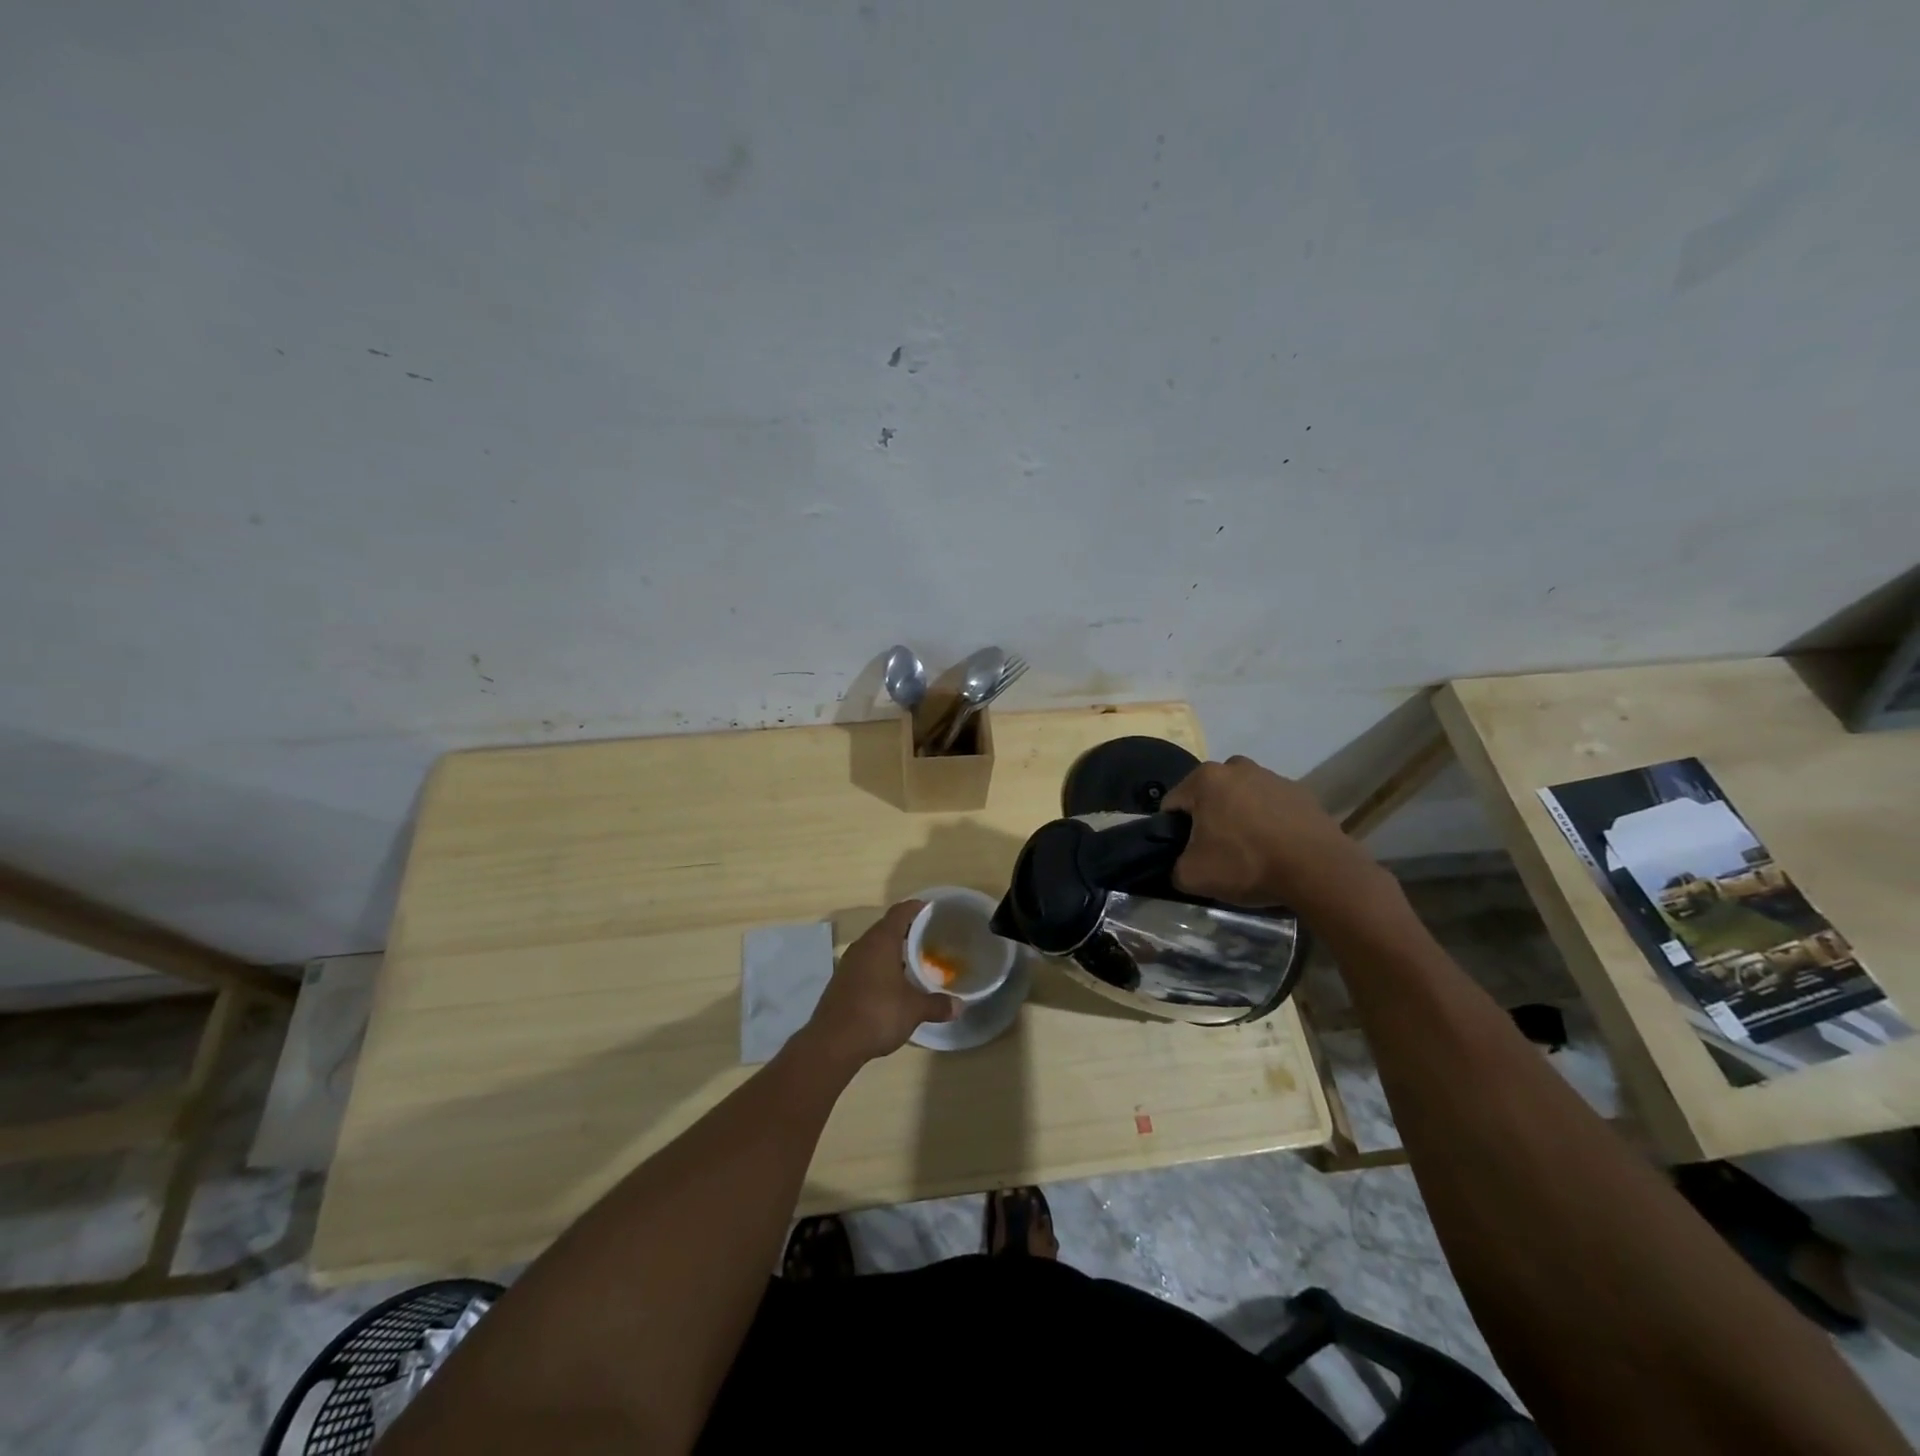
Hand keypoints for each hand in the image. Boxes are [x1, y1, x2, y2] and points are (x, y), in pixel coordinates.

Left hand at [804, 901, 957, 1065]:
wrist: (832, 1043)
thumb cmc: (878, 1014)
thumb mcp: (914, 1010)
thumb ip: (937, 1004)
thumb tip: (960, 1006)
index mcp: (881, 941)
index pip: (900, 912)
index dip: (917, 908)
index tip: (933, 910)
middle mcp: (862, 946)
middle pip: (887, 928)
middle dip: (908, 931)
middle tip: (930, 938)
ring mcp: (848, 964)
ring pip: (875, 947)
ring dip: (893, 951)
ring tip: (914, 961)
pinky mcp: (841, 982)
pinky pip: (865, 964)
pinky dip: (881, 967)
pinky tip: (893, 984)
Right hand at [1163, 755, 1385, 915]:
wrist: (1319, 870)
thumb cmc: (1247, 864)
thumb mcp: (1192, 876)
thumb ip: (1173, 866)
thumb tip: (1181, 864)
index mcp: (1205, 778)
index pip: (1172, 804)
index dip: (1172, 831)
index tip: (1185, 853)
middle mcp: (1236, 767)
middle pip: (1208, 796)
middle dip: (1207, 819)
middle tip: (1216, 852)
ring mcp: (1272, 776)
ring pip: (1240, 798)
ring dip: (1238, 818)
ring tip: (1249, 852)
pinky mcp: (1301, 792)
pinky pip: (1271, 806)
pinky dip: (1268, 822)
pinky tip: (1275, 848)